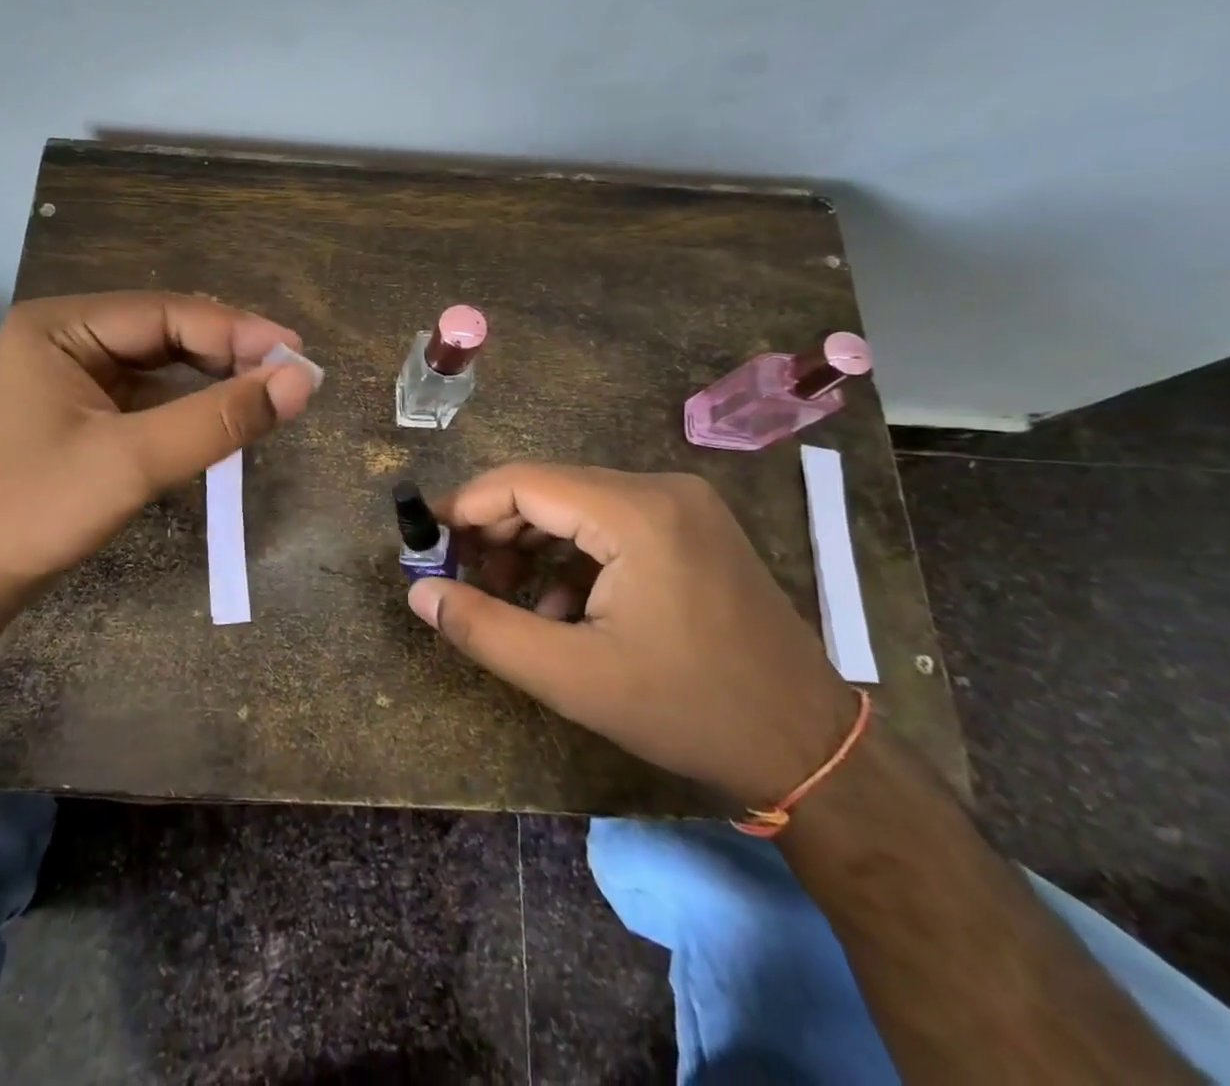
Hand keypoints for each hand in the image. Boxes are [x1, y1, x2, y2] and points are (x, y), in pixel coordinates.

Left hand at [0, 292, 317, 613]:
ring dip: (214, 377)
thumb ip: (218, 419)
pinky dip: (189, 404)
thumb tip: (301, 381)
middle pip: (165, 331)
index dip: (238, 331)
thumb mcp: (133, 461)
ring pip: (161, 362)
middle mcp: (65, 337)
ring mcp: (71, 374)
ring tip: (269, 393)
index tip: (299, 354)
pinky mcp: (81, 410)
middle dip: (229, 352)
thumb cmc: (34, 513)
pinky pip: (148, 394)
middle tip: (291, 376)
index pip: (166, 312)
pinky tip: (224, 415)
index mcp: (60, 326)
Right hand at [407, 464, 856, 804]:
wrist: (810, 748)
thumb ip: (485, 629)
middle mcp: (660, 489)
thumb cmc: (688, 710)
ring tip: (504, 596)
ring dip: (531, 545)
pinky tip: (561, 609)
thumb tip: (419, 593)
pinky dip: (572, 556)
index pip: (524, 482)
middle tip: (460, 576)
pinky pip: (609, 524)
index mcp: (636, 512)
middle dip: (496, 529)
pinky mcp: (691, 527)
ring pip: (577, 506)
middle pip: (549, 489)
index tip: (424, 539)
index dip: (466, 506)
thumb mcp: (572, 677)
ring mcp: (682, 505)